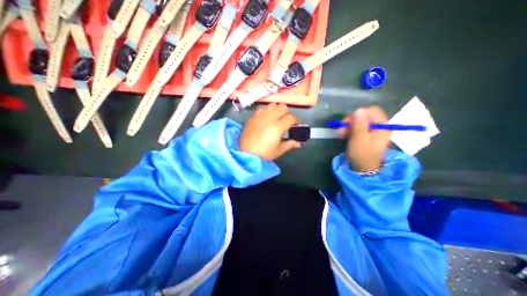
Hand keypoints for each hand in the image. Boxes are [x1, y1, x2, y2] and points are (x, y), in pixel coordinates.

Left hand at [239, 103, 300, 160]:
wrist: (246, 154)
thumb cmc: (264, 154)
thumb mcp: (279, 150)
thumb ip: (290, 144)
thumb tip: (298, 143)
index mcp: (278, 127)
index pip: (291, 118)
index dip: (296, 121)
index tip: (296, 125)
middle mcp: (269, 118)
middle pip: (283, 107)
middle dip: (287, 113)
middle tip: (286, 121)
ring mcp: (260, 116)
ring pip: (272, 105)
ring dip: (277, 110)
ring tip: (276, 118)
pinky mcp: (253, 117)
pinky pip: (262, 108)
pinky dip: (267, 111)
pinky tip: (266, 118)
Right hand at [337, 107, 389, 172]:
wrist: (362, 169)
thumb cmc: (362, 154)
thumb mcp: (359, 139)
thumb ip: (359, 124)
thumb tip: (358, 109)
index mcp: (382, 127)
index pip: (372, 111)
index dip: (359, 114)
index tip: (348, 121)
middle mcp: (379, 127)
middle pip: (365, 116)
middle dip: (351, 120)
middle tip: (341, 127)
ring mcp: (372, 131)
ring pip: (359, 122)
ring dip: (348, 126)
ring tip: (340, 133)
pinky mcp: (365, 135)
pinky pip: (357, 128)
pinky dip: (349, 130)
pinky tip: (343, 134)